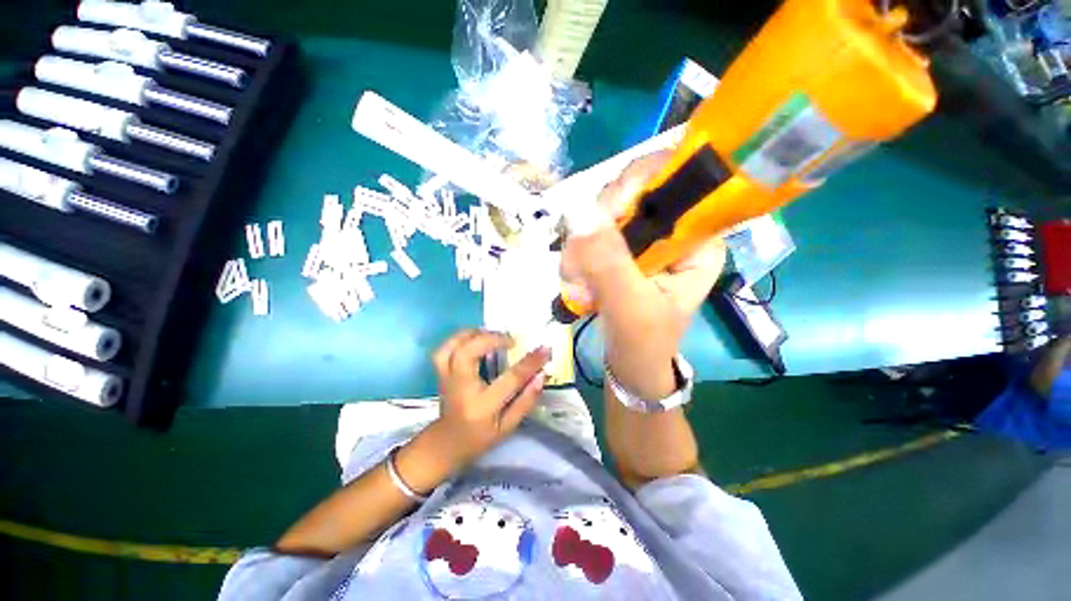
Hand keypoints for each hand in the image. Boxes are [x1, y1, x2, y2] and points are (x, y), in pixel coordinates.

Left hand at [429, 329, 550, 466]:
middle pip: (468, 353)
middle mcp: (461, 388)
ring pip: (452, 346)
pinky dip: (459, 338)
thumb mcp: (508, 427)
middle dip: (492, 338)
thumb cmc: (481, 437)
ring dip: (474, 334)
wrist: (447, 443)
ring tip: (492, 334)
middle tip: (511, 340)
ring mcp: (447, 378)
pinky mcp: (440, 372)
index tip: (545, 349)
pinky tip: (475, 338)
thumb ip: (526, 401)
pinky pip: (444, 348)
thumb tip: (541, 374)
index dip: (530, 362)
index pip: (510, 379)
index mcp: (482, 406)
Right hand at [562, 151, 725, 397]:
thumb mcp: (631, 310)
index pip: (675, 182)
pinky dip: (577, 251)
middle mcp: (675, 230)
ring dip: (582, 242)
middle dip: (598, 221)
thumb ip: (610, 266)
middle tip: (579, 259)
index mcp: (698, 240)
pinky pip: (593, 231)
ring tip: (576, 280)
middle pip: (633, 189)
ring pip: (606, 210)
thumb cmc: (643, 343)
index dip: (636, 184)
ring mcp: (646, 236)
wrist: (632, 363)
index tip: (603, 214)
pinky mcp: (623, 247)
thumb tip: (582, 218)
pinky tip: (575, 277)